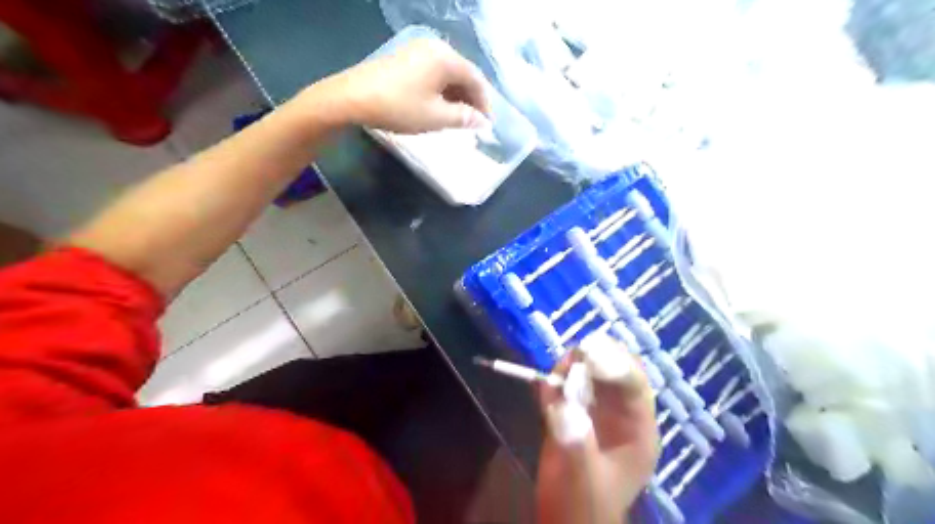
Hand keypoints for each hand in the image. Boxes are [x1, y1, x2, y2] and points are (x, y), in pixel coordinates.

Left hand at [309, 39, 490, 132]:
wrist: (352, 98)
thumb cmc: (399, 107)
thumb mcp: (436, 117)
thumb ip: (463, 118)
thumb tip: (481, 121)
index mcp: (446, 58)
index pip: (476, 79)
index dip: (485, 103)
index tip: (487, 124)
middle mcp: (435, 47)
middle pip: (463, 74)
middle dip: (471, 99)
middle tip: (473, 123)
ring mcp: (418, 51)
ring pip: (447, 74)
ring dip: (456, 96)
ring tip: (458, 119)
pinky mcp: (405, 58)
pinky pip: (433, 73)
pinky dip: (441, 91)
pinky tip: (439, 107)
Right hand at [537, 347, 659, 522]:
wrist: (565, 522)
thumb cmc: (582, 507)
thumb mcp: (582, 478)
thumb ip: (575, 444)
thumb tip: (565, 407)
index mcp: (638, 430)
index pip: (634, 386)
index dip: (614, 365)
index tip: (589, 351)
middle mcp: (622, 415)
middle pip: (614, 372)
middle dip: (593, 359)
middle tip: (570, 356)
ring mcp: (598, 413)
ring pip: (591, 375)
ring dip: (572, 368)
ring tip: (555, 376)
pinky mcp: (576, 413)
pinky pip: (568, 387)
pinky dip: (556, 381)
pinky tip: (545, 387)